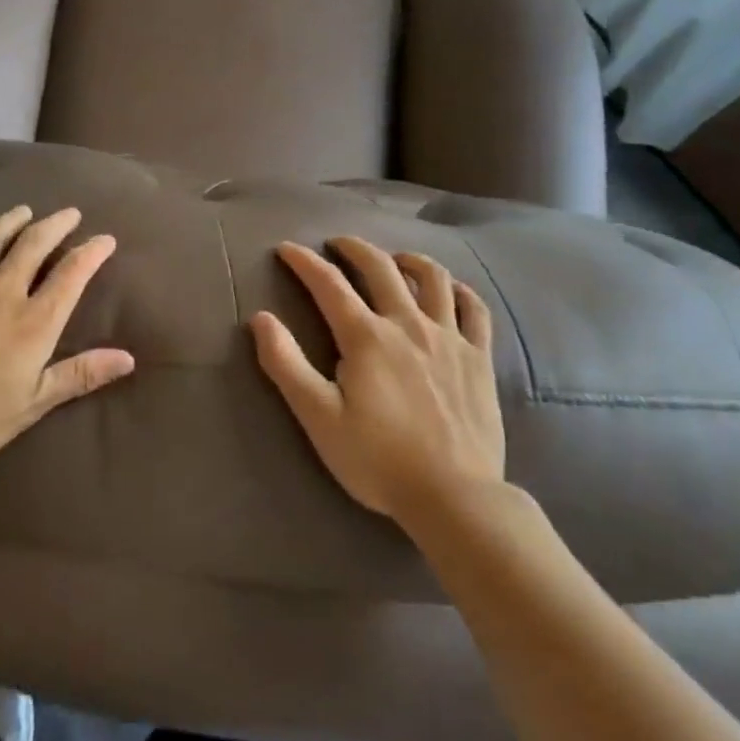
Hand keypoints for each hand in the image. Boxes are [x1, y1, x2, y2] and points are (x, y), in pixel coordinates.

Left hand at [0, 205, 134, 472]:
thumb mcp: (31, 405)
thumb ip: (78, 376)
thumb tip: (127, 357)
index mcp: (33, 322)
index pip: (71, 275)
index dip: (92, 253)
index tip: (106, 239)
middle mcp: (2, 294)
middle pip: (33, 245)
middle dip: (56, 225)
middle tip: (70, 213)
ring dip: (10, 221)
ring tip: (24, 211)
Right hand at [250, 237, 502, 521]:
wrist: (454, 496)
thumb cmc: (377, 459)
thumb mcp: (318, 417)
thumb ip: (286, 364)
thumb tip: (261, 318)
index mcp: (366, 337)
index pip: (328, 284)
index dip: (304, 261)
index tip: (286, 249)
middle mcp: (408, 324)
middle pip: (380, 267)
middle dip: (354, 248)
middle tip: (337, 244)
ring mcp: (448, 337)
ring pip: (432, 278)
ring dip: (409, 259)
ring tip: (394, 259)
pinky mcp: (478, 357)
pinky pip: (474, 309)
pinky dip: (460, 290)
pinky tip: (450, 290)